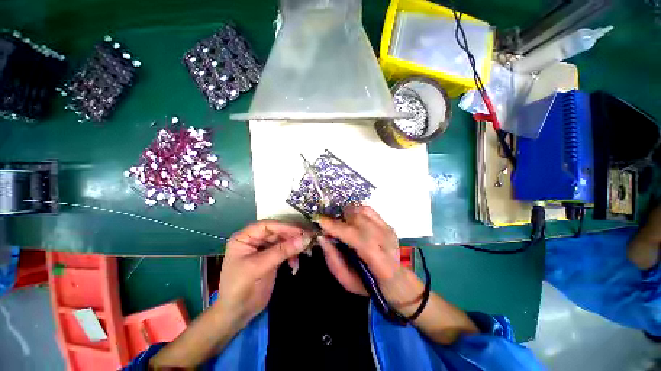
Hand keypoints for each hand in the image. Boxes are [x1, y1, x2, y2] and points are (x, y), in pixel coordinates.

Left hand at [218, 220, 310, 326]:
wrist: (237, 314)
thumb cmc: (240, 287)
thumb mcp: (259, 266)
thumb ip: (282, 251)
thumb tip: (305, 238)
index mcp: (245, 237)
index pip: (268, 226)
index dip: (285, 227)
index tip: (301, 231)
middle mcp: (255, 240)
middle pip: (278, 232)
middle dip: (292, 237)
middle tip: (308, 240)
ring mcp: (264, 249)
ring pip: (283, 241)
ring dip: (294, 246)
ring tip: (305, 252)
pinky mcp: (272, 258)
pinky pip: (286, 251)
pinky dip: (292, 256)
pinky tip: (295, 264)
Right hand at [316, 206, 423, 312]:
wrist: (395, 279)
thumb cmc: (368, 283)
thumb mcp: (346, 281)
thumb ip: (333, 260)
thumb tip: (322, 237)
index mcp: (380, 263)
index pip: (357, 239)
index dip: (337, 228)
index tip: (320, 221)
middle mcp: (387, 242)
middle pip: (359, 220)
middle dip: (340, 220)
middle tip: (329, 226)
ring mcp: (388, 230)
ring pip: (363, 211)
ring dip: (347, 214)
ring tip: (341, 223)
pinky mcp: (388, 224)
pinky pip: (368, 209)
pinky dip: (356, 211)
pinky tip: (351, 219)